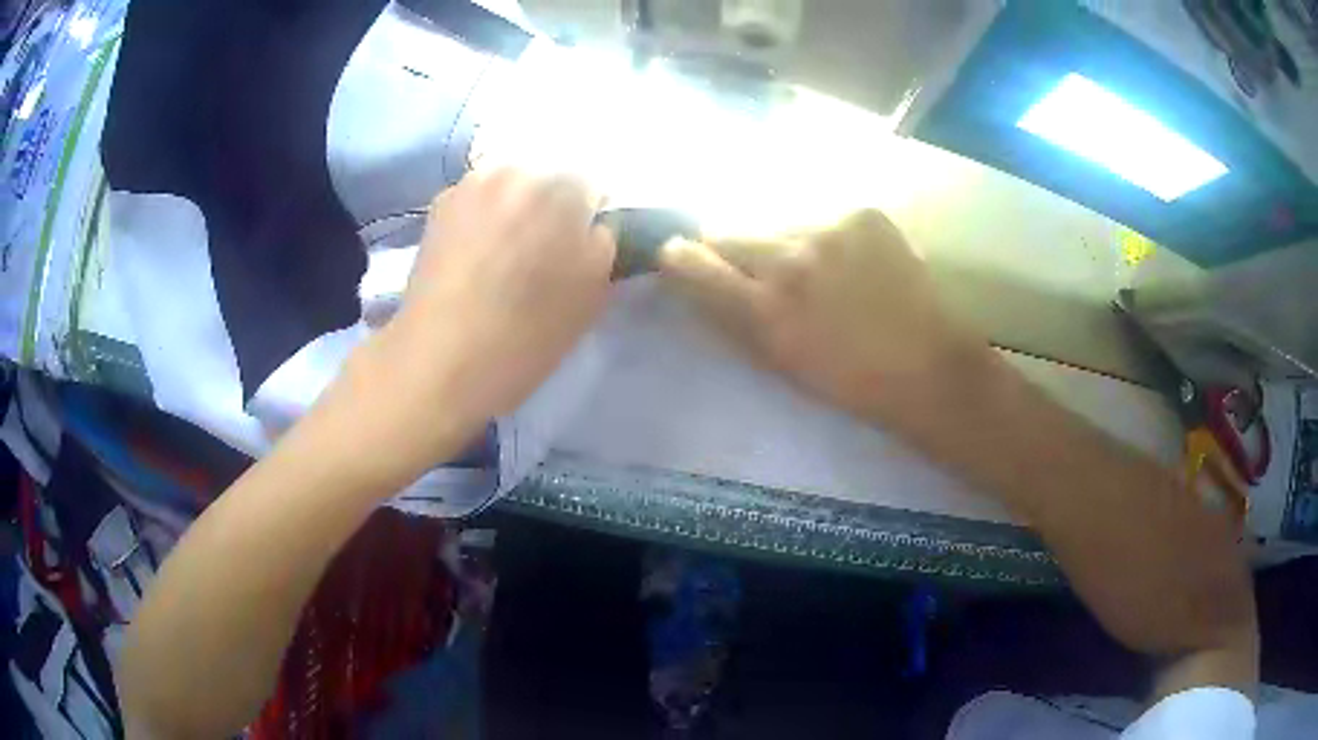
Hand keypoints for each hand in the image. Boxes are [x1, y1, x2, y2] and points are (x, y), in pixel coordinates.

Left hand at [345, 168, 615, 471]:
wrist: (438, 361)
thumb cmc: (524, 333)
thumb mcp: (591, 294)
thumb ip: (603, 243)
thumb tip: (593, 224)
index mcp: (561, 187)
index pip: (594, 184)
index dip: (591, 217)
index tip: (581, 249)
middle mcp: (515, 170)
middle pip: (548, 177)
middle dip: (552, 207)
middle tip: (545, 253)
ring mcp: (470, 184)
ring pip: (510, 186)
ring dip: (516, 209)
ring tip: (506, 256)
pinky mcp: (439, 205)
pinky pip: (478, 199)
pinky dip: (484, 218)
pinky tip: (476, 256)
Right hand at [659, 209, 988, 423]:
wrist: (928, 365)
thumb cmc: (849, 381)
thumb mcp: (777, 363)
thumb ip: (728, 317)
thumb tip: (692, 277)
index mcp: (764, 311)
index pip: (689, 261)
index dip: (680, 258)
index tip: (685, 260)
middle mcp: (789, 259)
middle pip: (727, 230)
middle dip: (733, 250)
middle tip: (764, 272)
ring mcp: (829, 228)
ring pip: (775, 221)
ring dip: (783, 241)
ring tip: (818, 269)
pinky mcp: (862, 213)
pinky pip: (821, 215)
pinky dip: (827, 236)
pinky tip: (853, 260)